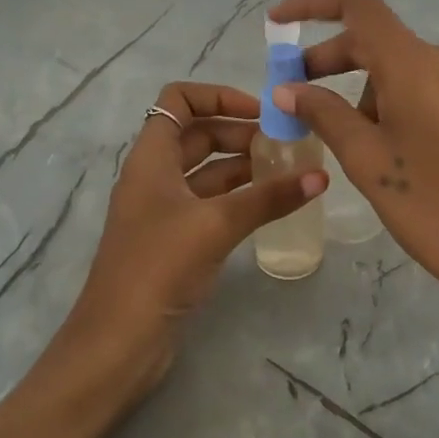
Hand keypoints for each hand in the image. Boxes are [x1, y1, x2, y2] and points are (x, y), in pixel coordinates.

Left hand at [52, 81, 326, 408]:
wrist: (118, 342)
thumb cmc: (158, 267)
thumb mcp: (216, 224)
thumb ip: (268, 198)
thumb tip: (320, 177)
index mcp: (151, 158)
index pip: (177, 100)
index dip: (217, 96)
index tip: (259, 113)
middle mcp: (155, 177)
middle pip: (198, 135)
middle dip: (241, 132)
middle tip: (287, 145)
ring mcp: (164, 211)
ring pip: (208, 172)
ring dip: (244, 166)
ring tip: (289, 170)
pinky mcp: (175, 242)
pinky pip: (211, 205)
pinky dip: (239, 199)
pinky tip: (272, 205)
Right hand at [267, 0, 438, 322]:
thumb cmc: (435, 208)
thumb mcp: (368, 162)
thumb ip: (324, 115)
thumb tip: (287, 89)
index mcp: (414, 64)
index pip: (357, 5)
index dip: (312, 3)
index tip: (278, 23)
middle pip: (379, 40)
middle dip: (332, 62)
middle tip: (299, 98)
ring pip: (405, 70)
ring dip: (368, 91)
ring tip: (354, 144)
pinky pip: (433, 91)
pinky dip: (401, 104)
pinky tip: (399, 152)